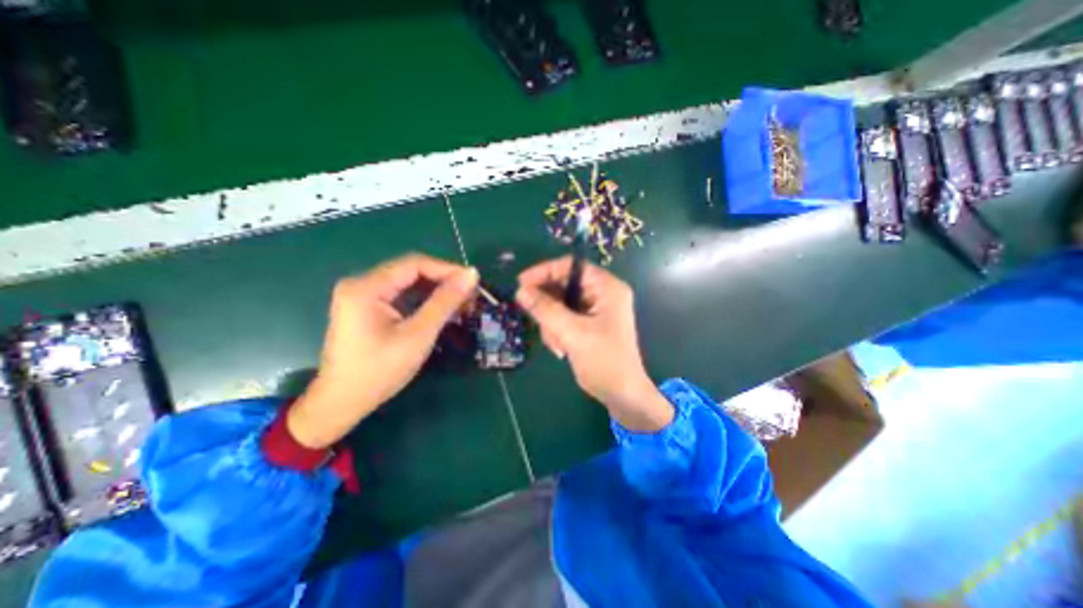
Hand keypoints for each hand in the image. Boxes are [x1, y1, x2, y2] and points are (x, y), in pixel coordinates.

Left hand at [287, 251, 476, 446]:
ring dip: (436, 291)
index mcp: (366, 287)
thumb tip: (471, 275)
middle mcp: (361, 284)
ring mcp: (362, 296)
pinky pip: (401, 295)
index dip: (447, 270)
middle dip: (443, 281)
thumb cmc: (380, 371)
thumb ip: (445, 302)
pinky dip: (423, 301)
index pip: (414, 264)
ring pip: (408, 283)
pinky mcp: (367, 308)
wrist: (343, 403)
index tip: (473, 282)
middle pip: (411, 271)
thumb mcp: (418, 334)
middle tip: (470, 296)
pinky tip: (440, 310)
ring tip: (461, 303)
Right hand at [514, 257, 670, 432]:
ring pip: (560, 303)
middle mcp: (602, 293)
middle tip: (534, 320)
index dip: (545, 272)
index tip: (521, 284)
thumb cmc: (604, 361)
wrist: (622, 394)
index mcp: (606, 287)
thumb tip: (520, 291)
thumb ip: (545, 309)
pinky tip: (561, 349)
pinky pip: (563, 317)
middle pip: (563, 285)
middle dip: (548, 305)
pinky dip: (557, 330)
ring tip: (557, 344)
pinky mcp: (588, 323)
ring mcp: (595, 309)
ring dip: (552, 323)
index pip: (571, 266)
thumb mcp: (573, 333)